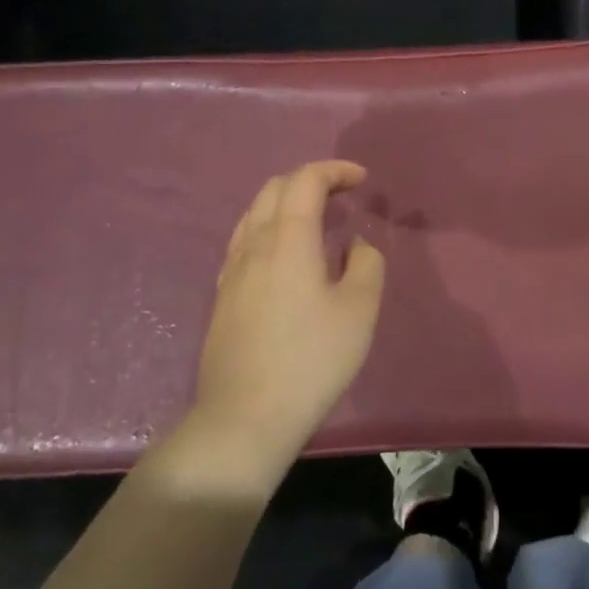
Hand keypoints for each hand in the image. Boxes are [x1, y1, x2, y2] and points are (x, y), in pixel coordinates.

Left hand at [188, 160, 385, 471]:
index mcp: (288, 238)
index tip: (362, 180)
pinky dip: (271, 228)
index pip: (305, 180)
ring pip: (255, 213)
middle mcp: (254, 244)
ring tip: (318, 221)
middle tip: (344, 195)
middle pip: (275, 188)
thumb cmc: (311, 360)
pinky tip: (288, 257)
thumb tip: (354, 244)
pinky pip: (246, 241)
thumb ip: (366, 263)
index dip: (335, 170)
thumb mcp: (360, 310)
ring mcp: (232, 270)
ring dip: (288, 203)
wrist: (244, 418)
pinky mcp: (223, 296)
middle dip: (311, 180)